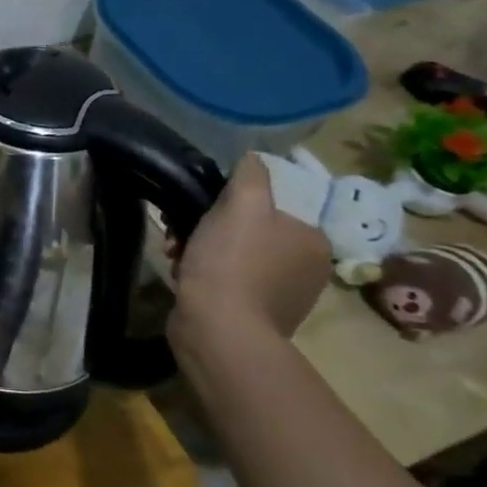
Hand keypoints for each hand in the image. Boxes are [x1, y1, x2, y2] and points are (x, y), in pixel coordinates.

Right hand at [169, 154, 330, 352]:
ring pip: (233, 258)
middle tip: (179, 233)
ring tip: (174, 257)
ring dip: (200, 252)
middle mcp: (307, 270)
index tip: (199, 209)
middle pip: (249, 232)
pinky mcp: (255, 318)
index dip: (229, 203)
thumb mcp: (242, 204)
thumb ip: (251, 175)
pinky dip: (204, 278)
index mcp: (312, 240)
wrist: (218, 329)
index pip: (270, 207)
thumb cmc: (232, 261)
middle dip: (209, 229)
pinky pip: (227, 285)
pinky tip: (183, 278)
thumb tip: (254, 158)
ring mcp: (282, 297)